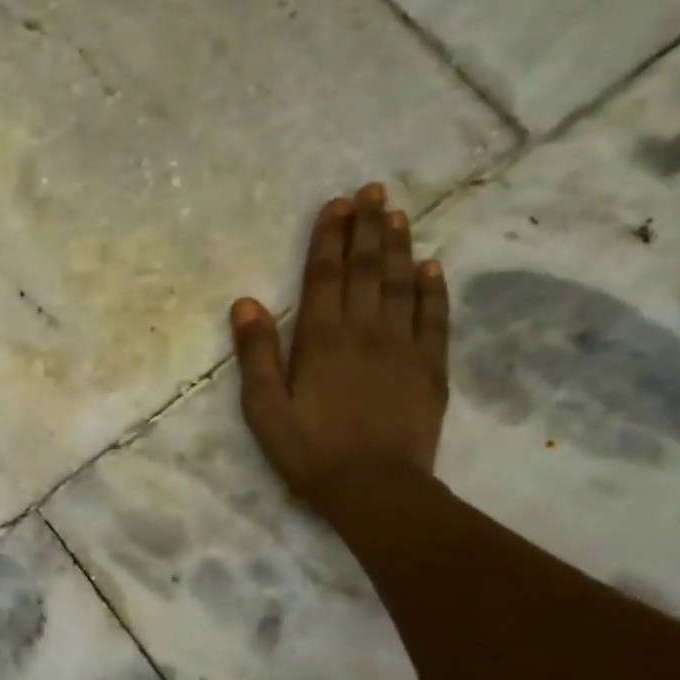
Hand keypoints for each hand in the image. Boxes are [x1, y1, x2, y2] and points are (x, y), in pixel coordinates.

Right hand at [230, 183, 448, 514]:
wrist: (374, 488)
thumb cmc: (308, 450)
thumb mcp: (264, 407)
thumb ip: (256, 353)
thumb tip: (245, 302)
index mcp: (321, 340)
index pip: (324, 276)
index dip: (329, 238)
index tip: (336, 204)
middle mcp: (365, 332)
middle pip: (365, 270)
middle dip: (367, 228)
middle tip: (373, 191)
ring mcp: (403, 348)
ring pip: (401, 285)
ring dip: (398, 247)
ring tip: (398, 214)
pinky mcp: (430, 368)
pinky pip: (434, 319)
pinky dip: (433, 289)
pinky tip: (432, 266)